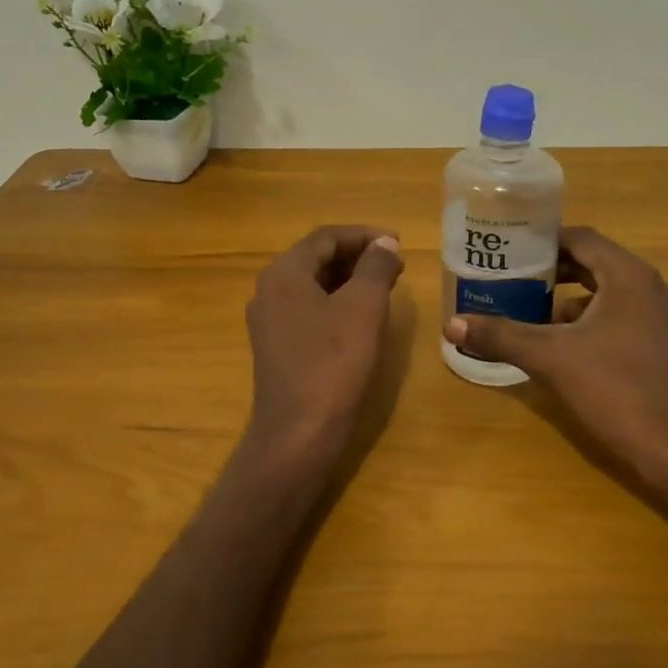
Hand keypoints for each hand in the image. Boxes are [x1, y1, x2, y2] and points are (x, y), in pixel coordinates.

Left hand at [245, 226, 404, 462]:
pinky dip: (337, 303)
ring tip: (385, 286)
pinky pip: (309, 310)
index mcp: (284, 273)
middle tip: (395, 264)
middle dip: (358, 256)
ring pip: (313, 285)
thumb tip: (384, 243)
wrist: (299, 432)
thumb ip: (376, 266)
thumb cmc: (333, 363)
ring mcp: (269, 321)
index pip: (326, 237)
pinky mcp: (277, 347)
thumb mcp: (364, 307)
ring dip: (349, 279)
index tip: (398, 243)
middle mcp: (269, 290)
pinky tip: (361, 317)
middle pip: (316, 258)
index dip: (365, 234)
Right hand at [444, 227, 667, 490]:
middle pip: (596, 264)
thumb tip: (452, 323)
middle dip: (555, 272)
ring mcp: (665, 318)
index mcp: (629, 277)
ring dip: (573, 300)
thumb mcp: (550, 358)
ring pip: (611, 294)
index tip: (513, 250)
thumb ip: (502, 336)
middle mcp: (652, 287)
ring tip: (535, 316)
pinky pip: (625, 318)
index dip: (546, 241)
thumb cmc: (614, 388)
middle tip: (515, 280)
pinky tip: (568, 348)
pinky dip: (595, 322)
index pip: (583, 239)